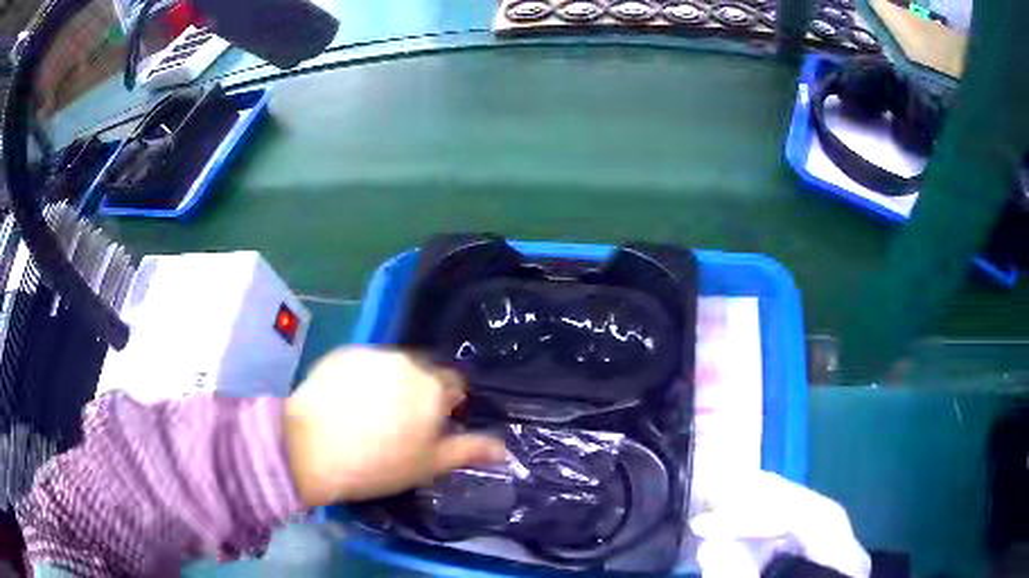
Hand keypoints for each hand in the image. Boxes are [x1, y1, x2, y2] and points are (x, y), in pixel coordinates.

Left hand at [284, 347, 506, 507]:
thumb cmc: (378, 464)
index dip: (447, 406)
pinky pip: (363, 363)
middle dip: (419, 392)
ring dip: (391, 383)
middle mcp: (406, 361)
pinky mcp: (342, 353)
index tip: (432, 427)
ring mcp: (371, 354)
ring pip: (393, 367)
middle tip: (400, 424)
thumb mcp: (429, 465)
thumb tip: (503, 448)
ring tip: (370, 413)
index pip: (455, 385)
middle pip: (423, 373)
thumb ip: (468, 450)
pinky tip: (347, 402)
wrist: (312, 449)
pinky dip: (362, 378)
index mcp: (432, 388)